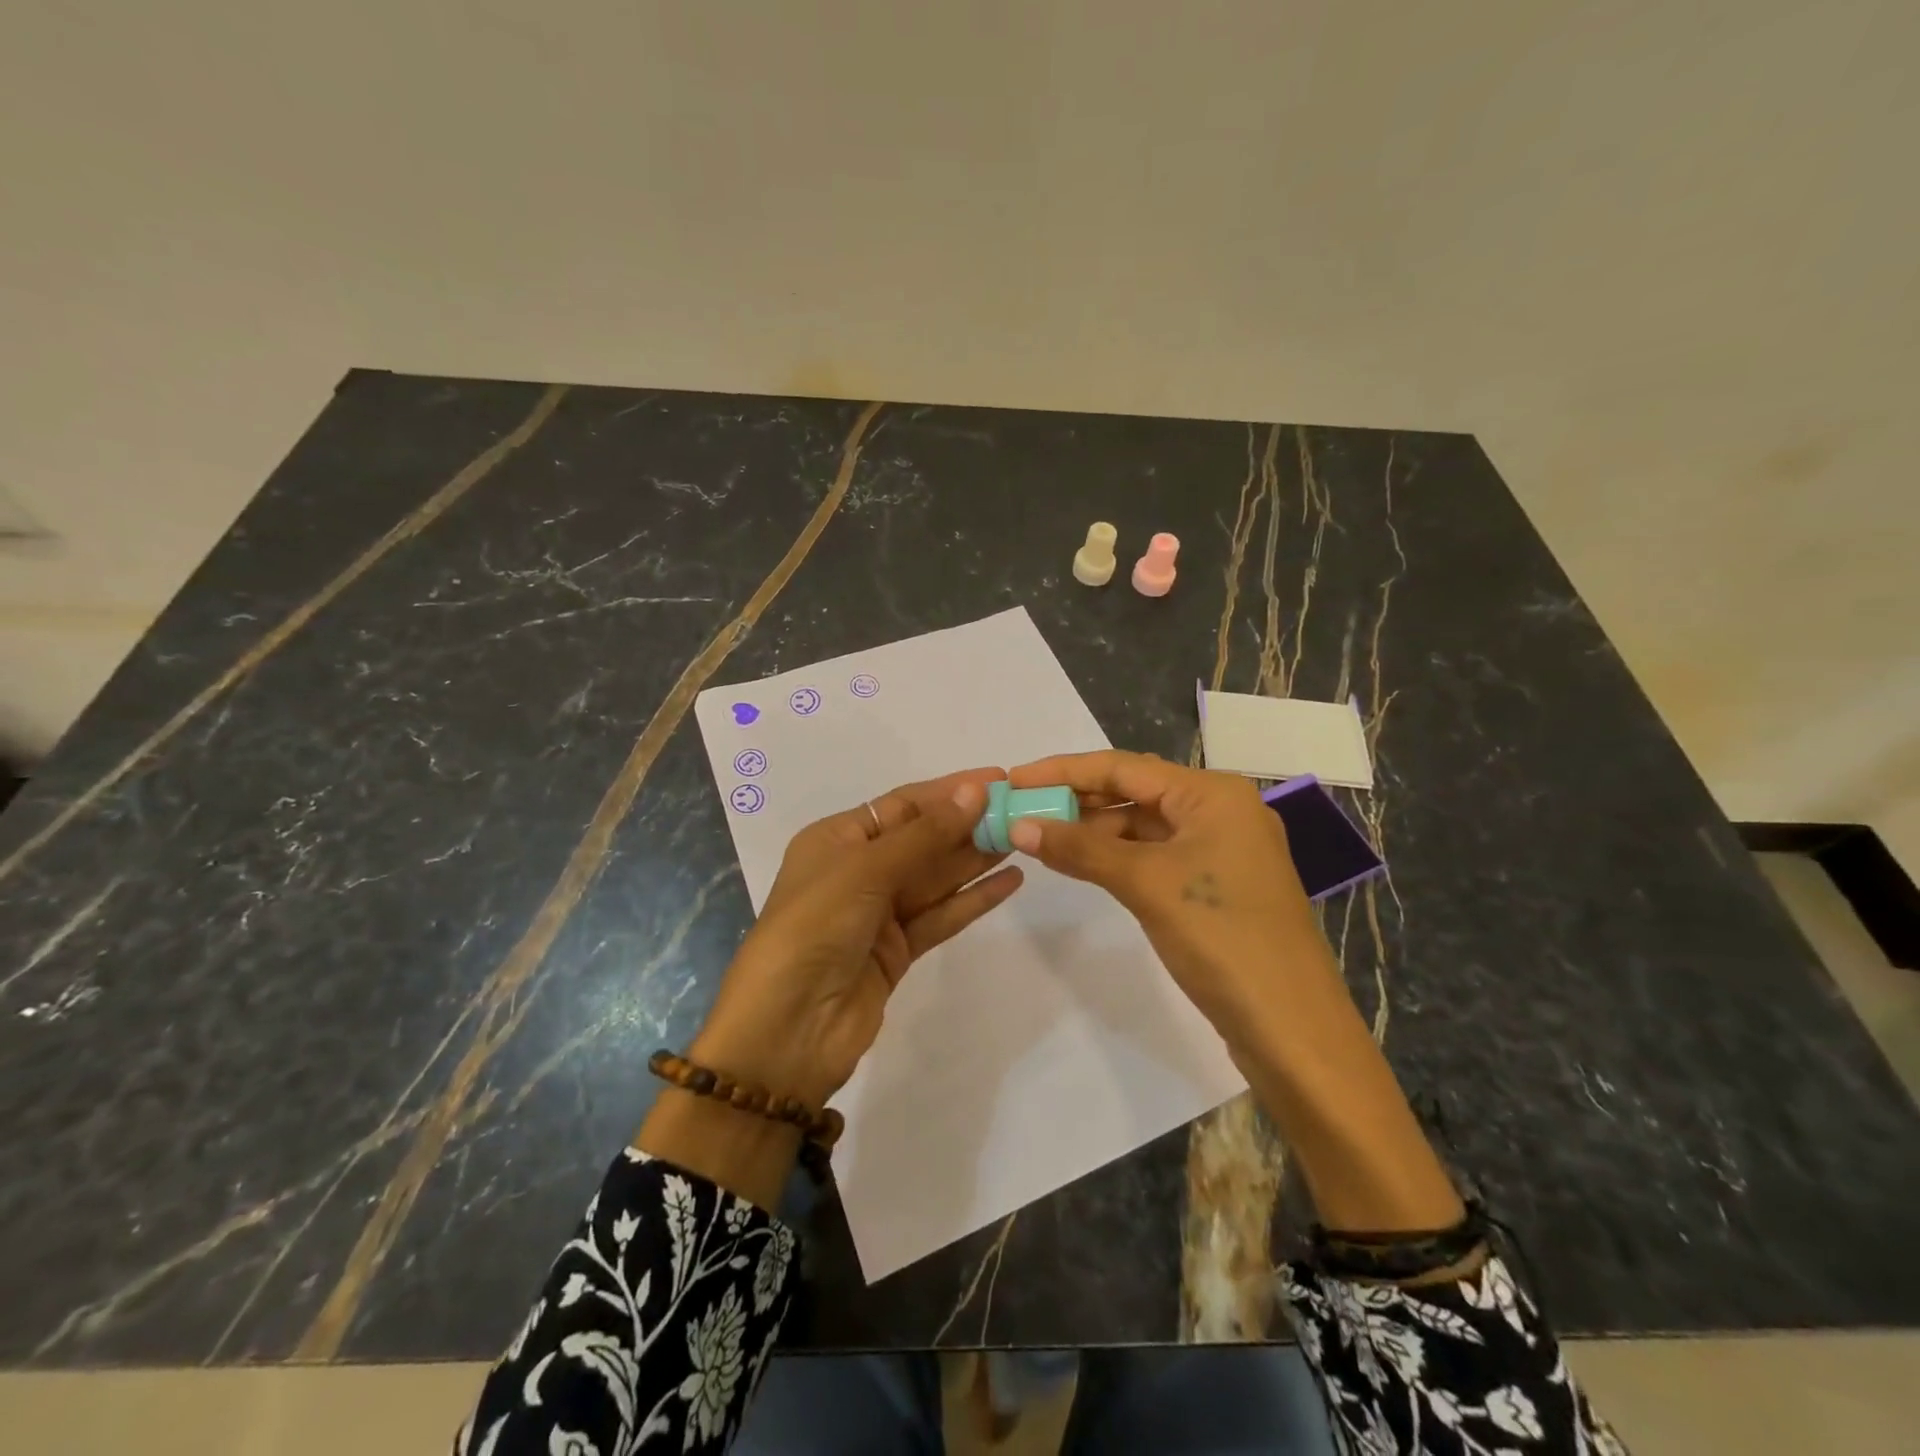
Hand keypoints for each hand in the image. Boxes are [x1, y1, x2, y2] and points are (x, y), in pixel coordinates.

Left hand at [691, 769, 1023, 1105]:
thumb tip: (975, 791)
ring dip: (976, 858)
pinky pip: (941, 916)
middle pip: (922, 839)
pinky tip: (1011, 882)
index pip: (902, 804)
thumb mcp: (866, 870)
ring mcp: (878, 914)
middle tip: (1022, 810)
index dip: (950, 791)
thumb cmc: (815, 928)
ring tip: (1023, 838)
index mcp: (836, 839)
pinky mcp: (897, 951)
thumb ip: (925, 834)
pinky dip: (973, 900)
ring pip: (936, 878)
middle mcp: (857, 871)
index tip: (998, 780)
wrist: (787, 1029)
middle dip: (968, 824)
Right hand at [1007, 749, 1462, 1232]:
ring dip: (1093, 831)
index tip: (1014, 778)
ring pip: (1142, 825)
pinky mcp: (1214, 885)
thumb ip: (1081, 848)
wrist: (1292, 1029)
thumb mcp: (1146, 884)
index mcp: (1212, 793)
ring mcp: (1219, 849)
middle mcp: (1219, 810)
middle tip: (1020, 809)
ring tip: (1039, 837)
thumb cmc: (1222, 939)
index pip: (1124, 766)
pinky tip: (1079, 864)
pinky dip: (1115, 857)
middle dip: (1077, 799)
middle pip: (1133, 791)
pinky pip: (1154, 855)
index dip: (1064, 770)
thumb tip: (1019, 824)